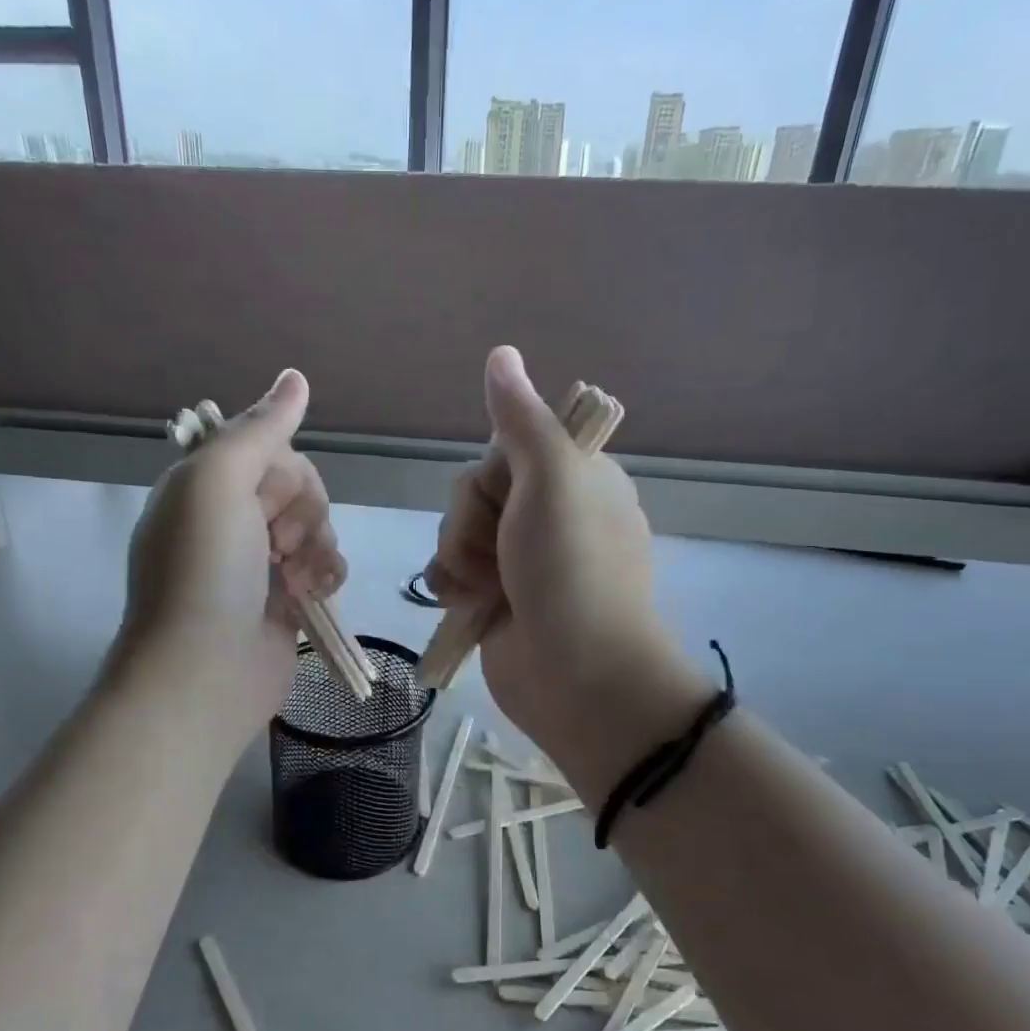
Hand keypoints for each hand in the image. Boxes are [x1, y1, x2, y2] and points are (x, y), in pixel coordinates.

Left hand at [113, 369, 346, 752]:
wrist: (204, 672)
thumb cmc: (204, 571)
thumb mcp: (218, 482)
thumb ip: (259, 429)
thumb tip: (296, 377)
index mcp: (204, 485)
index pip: (267, 450)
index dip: (282, 472)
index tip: (269, 502)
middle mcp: (230, 519)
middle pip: (298, 486)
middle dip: (304, 511)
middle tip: (281, 545)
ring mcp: (258, 563)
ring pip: (318, 525)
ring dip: (319, 545)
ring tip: (299, 578)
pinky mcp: (286, 599)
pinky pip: (325, 565)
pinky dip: (327, 575)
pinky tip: (314, 594)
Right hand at [424, 346, 707, 796]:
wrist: (577, 677)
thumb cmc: (572, 572)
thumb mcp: (553, 482)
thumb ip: (521, 421)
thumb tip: (501, 353)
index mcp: (576, 479)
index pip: (506, 449)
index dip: (493, 476)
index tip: (511, 499)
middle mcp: (549, 515)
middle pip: (474, 490)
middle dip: (472, 523)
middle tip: (501, 554)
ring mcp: (520, 560)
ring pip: (456, 531)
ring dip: (459, 558)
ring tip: (486, 591)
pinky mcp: (495, 598)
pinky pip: (451, 571)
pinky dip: (452, 586)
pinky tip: (465, 605)